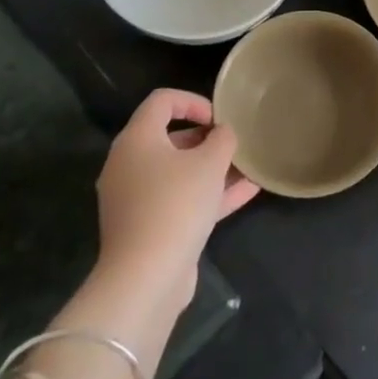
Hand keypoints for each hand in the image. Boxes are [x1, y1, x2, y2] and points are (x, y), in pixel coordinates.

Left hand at [92, 89, 257, 308]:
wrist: (146, 277)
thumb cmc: (176, 205)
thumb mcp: (210, 163)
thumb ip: (222, 139)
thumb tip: (223, 134)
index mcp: (137, 140)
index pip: (162, 101)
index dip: (194, 101)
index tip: (220, 118)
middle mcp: (129, 165)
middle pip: (170, 137)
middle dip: (207, 138)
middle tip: (235, 144)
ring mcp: (136, 198)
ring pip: (178, 172)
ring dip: (213, 168)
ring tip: (248, 167)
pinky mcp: (148, 226)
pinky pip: (181, 199)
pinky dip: (209, 193)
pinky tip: (247, 192)